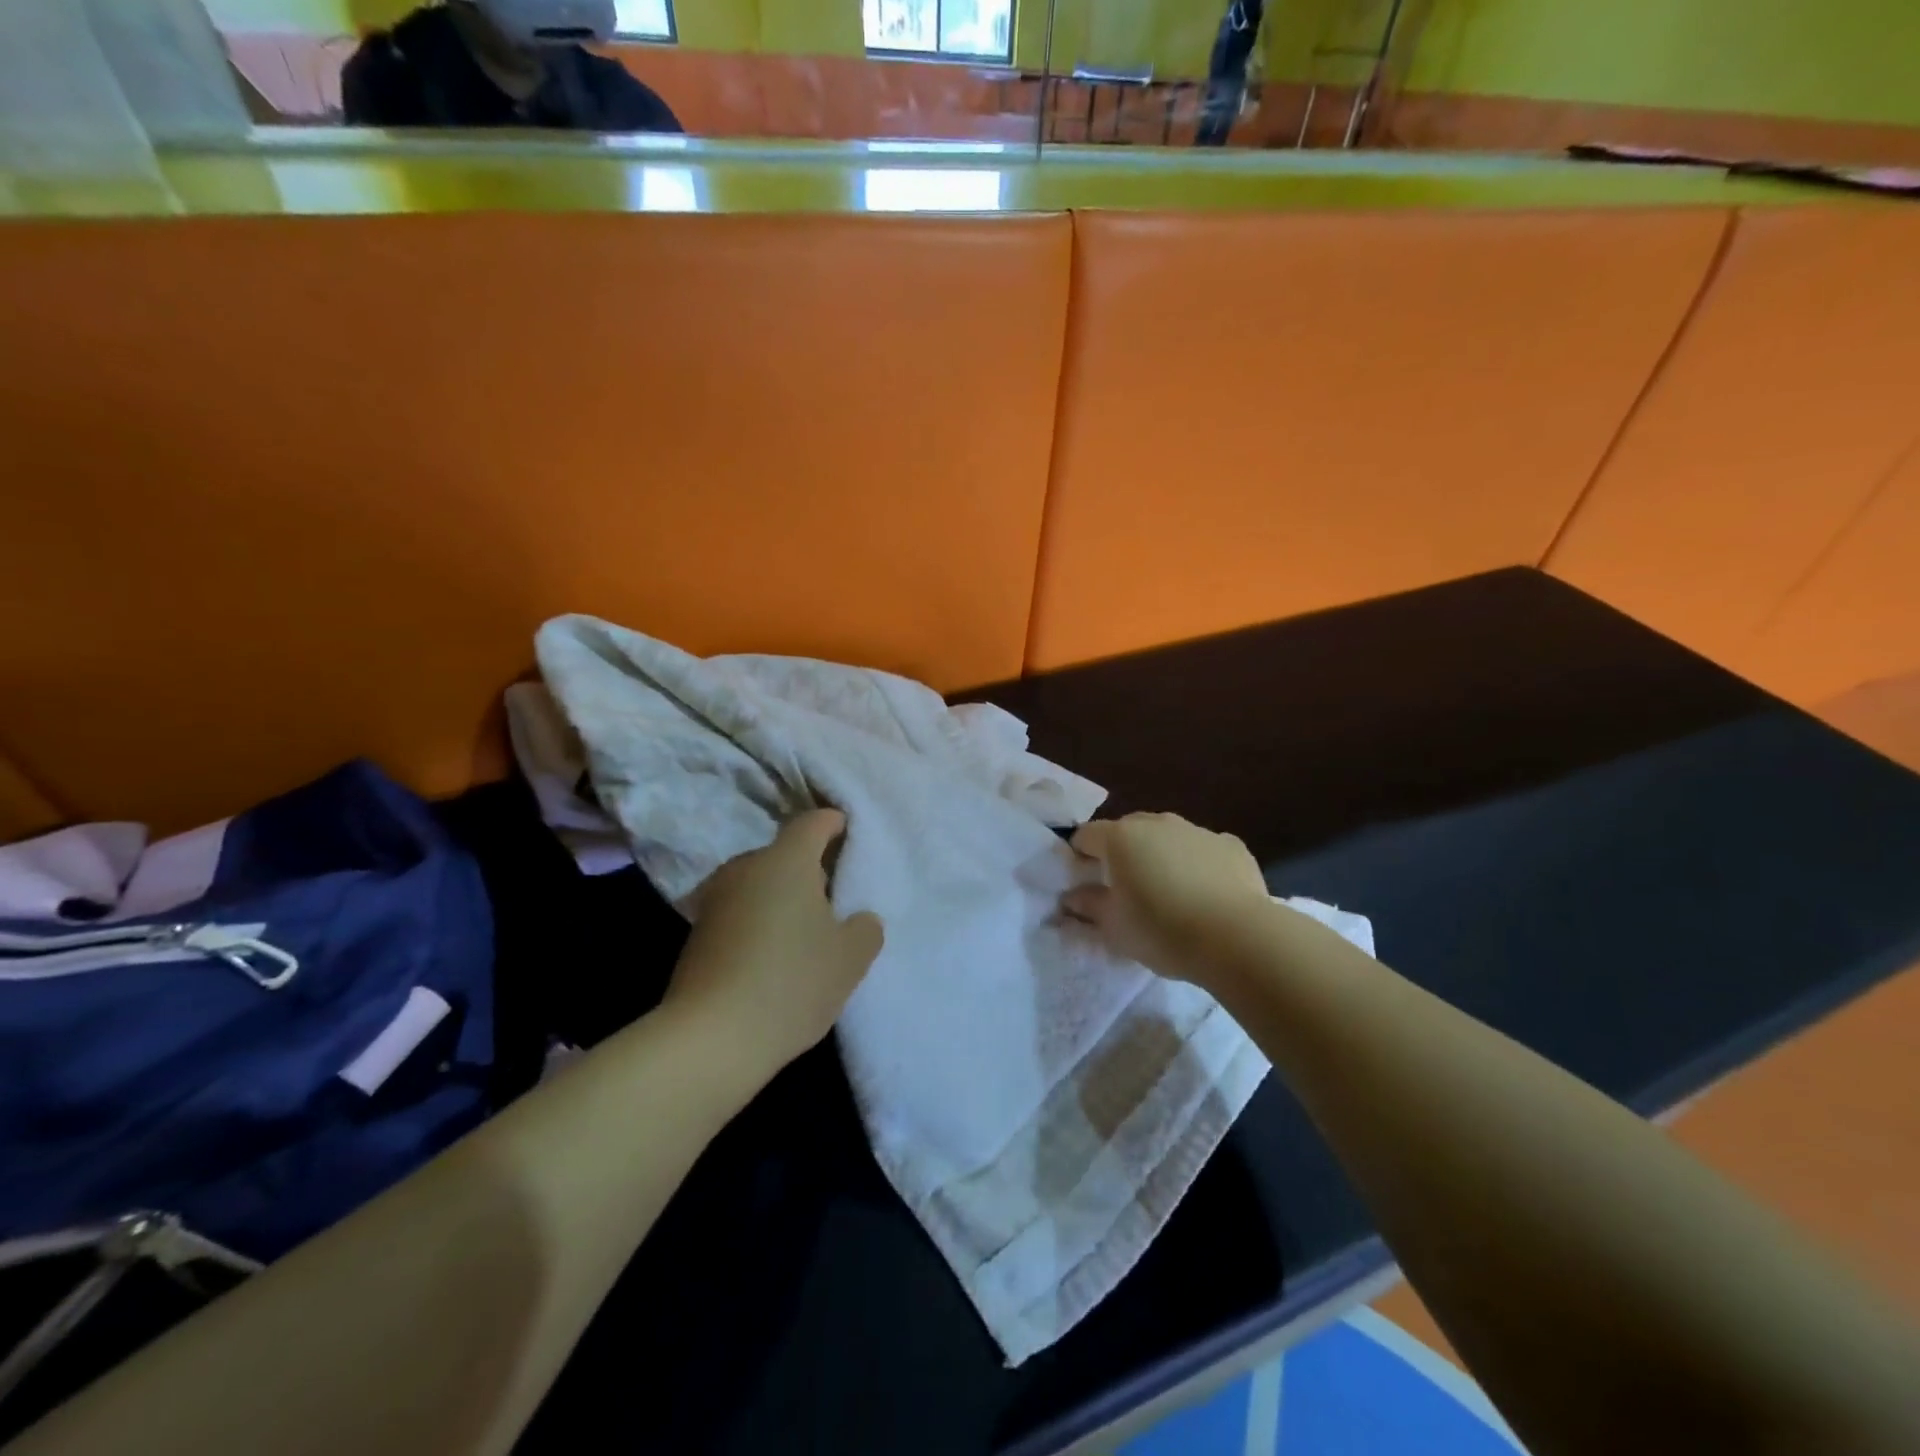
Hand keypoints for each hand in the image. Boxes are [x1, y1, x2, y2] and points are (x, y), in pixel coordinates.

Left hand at [665, 810, 883, 1081]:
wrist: (710, 1039)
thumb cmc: (791, 982)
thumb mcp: (850, 958)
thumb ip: (865, 929)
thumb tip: (858, 919)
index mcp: (786, 860)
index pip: (814, 822)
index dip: (835, 823)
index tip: (850, 834)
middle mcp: (746, 868)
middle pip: (784, 854)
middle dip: (810, 868)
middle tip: (836, 895)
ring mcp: (715, 900)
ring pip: (759, 884)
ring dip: (782, 898)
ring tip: (806, 930)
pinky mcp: (697, 934)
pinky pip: (740, 913)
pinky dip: (760, 922)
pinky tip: (774, 955)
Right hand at [1063, 812, 1270, 983]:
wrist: (1237, 937)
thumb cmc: (1162, 930)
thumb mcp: (1114, 927)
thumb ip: (1089, 905)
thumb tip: (1072, 896)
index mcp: (1120, 838)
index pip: (1086, 836)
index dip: (1080, 857)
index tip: (1085, 883)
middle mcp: (1156, 823)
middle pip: (1127, 831)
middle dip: (1121, 853)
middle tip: (1125, 889)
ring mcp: (1196, 830)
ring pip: (1167, 837)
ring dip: (1160, 856)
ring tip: (1168, 893)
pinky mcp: (1231, 845)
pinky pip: (1203, 849)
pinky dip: (1197, 864)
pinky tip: (1205, 893)